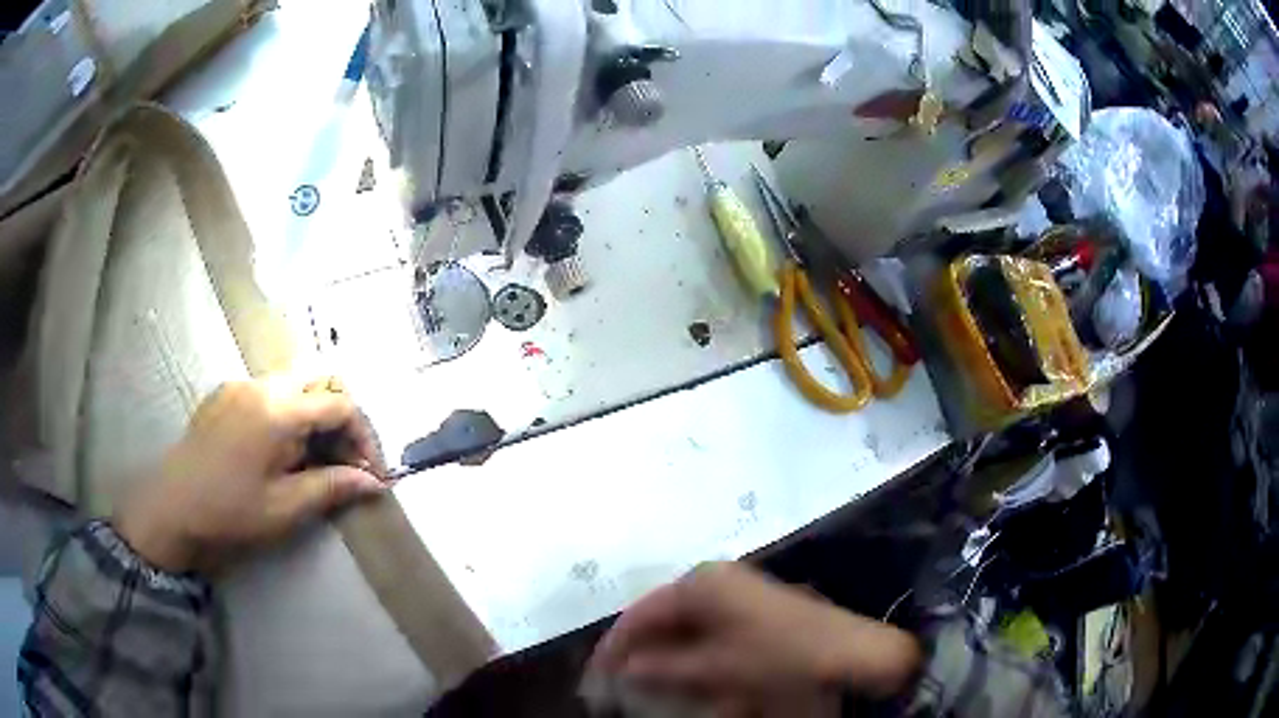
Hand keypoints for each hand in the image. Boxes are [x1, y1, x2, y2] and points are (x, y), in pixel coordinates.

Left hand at [115, 376, 387, 574]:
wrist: (171, 509)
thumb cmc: (230, 513)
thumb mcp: (285, 508)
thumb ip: (331, 487)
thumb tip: (373, 483)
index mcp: (278, 411)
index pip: (340, 405)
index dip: (364, 437)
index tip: (371, 473)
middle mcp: (261, 385)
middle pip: (319, 380)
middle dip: (342, 417)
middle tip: (345, 460)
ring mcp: (239, 385)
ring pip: (294, 383)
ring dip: (315, 415)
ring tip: (314, 459)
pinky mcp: (224, 395)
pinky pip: (268, 391)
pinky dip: (288, 413)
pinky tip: (280, 450)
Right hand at [590, 562, 919, 714]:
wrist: (848, 651)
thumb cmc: (775, 655)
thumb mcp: (715, 667)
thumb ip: (665, 667)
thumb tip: (627, 669)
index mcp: (702, 583)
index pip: (642, 611)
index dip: (616, 644)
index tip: (596, 675)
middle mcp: (717, 581)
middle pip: (663, 616)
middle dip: (641, 651)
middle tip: (620, 683)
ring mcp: (739, 594)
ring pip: (686, 626)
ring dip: (666, 657)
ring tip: (650, 686)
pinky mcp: (756, 610)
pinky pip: (710, 633)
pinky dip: (694, 657)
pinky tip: (690, 679)